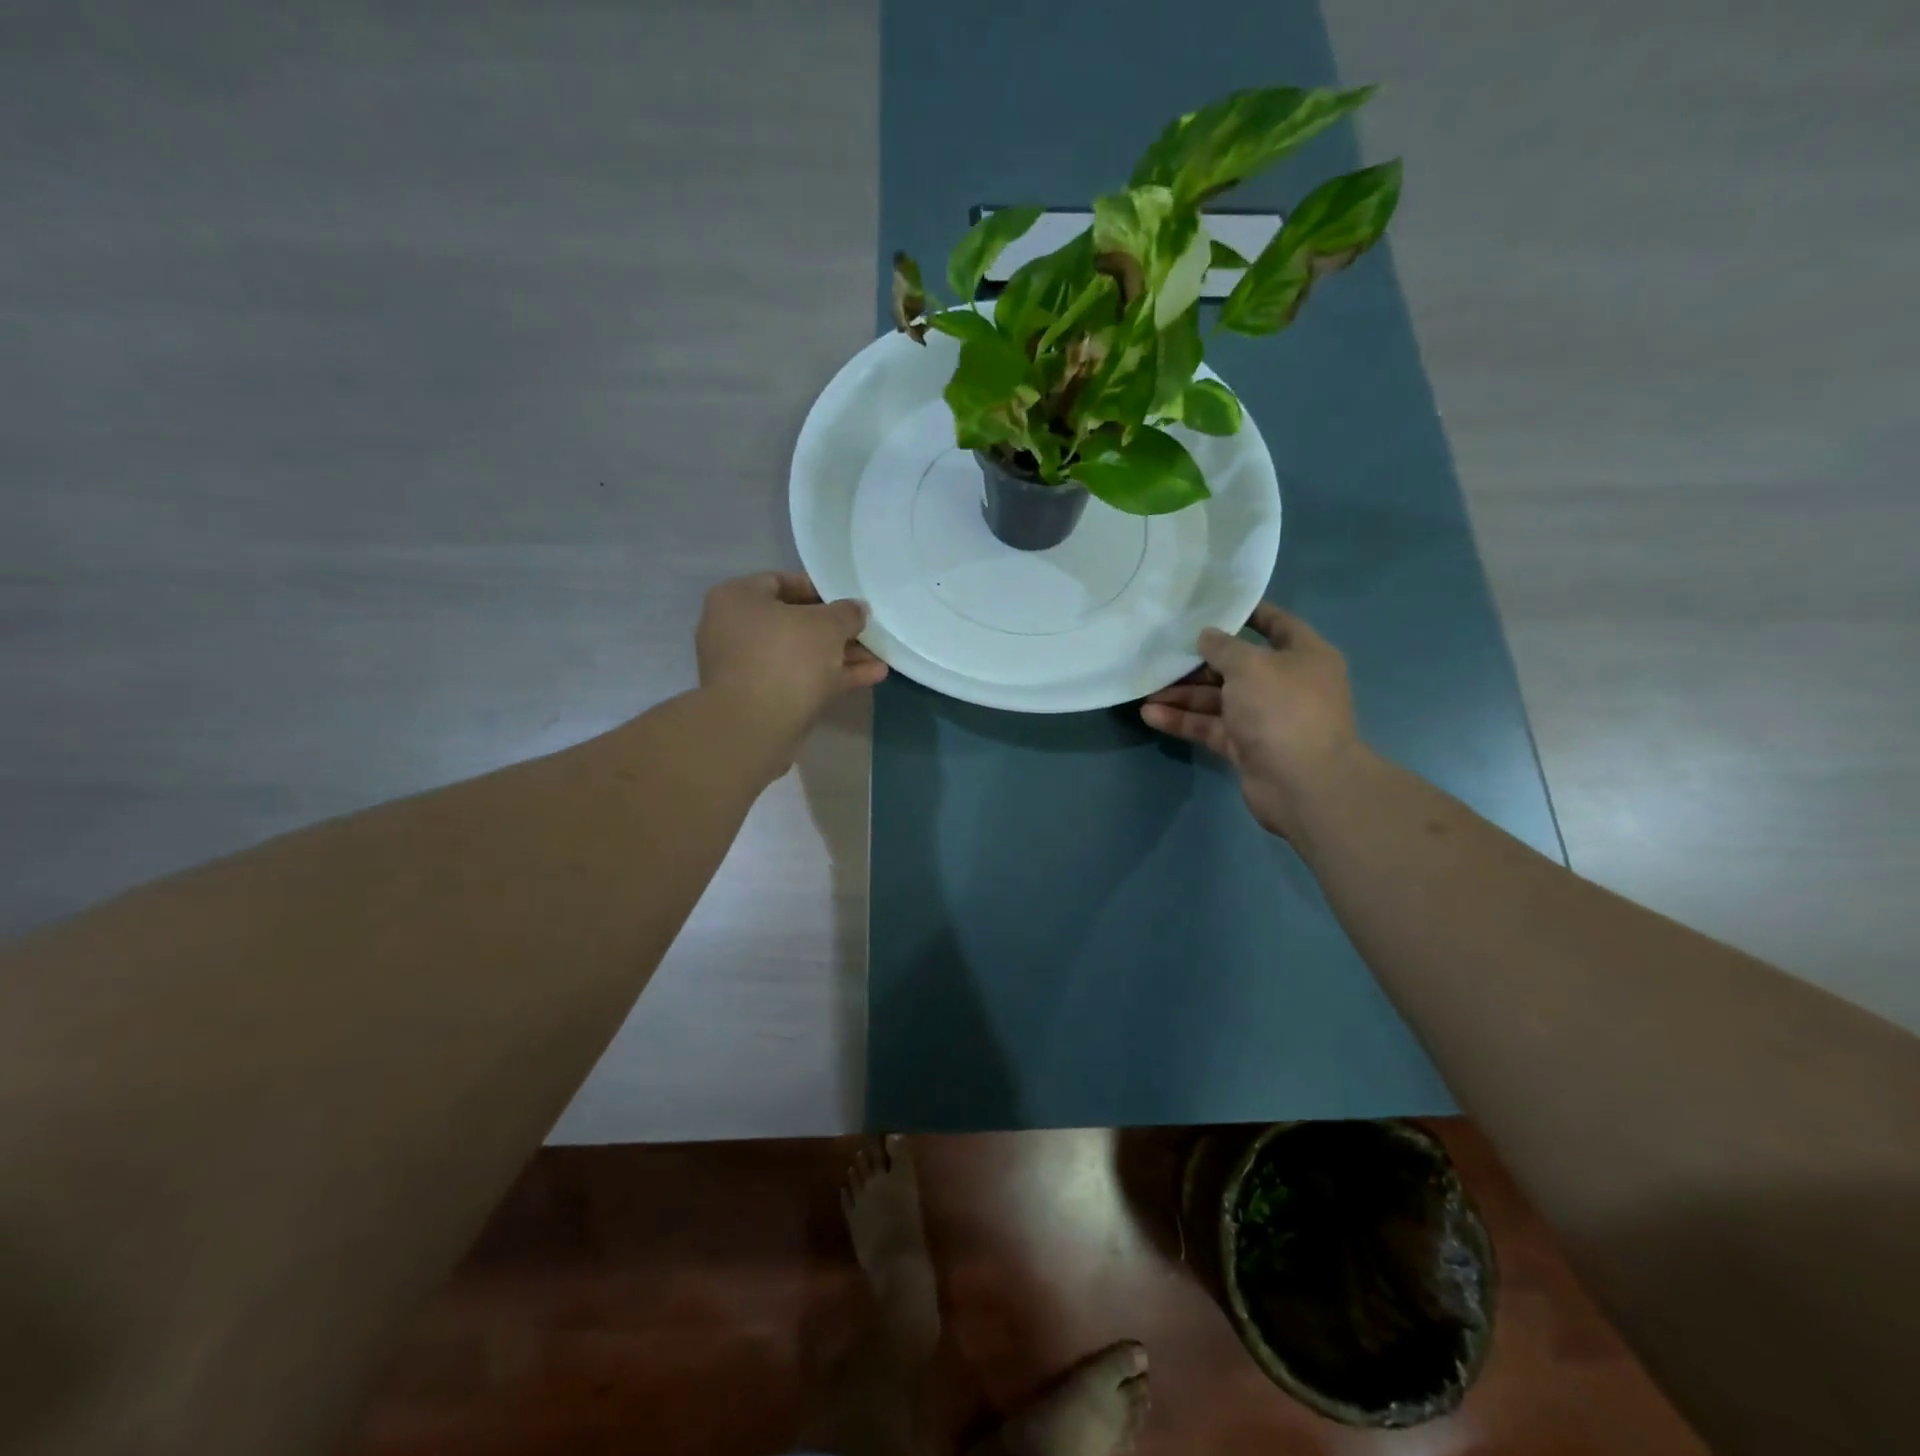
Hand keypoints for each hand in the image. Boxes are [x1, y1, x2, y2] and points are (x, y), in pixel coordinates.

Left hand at [696, 572, 887, 739]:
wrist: (755, 726)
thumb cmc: (786, 657)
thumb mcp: (827, 625)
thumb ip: (847, 613)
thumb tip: (857, 609)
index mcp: (738, 599)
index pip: (781, 581)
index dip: (820, 589)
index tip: (849, 601)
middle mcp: (736, 629)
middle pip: (794, 622)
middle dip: (836, 630)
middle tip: (867, 632)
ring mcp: (748, 667)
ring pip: (801, 654)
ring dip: (840, 656)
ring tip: (879, 658)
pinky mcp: (762, 698)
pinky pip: (800, 679)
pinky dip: (832, 677)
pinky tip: (871, 676)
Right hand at [1140, 603, 1362, 839]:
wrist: (1303, 783)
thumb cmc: (1283, 708)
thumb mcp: (1250, 665)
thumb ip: (1223, 647)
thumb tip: (1206, 636)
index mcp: (1304, 656)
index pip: (1277, 624)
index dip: (1248, 614)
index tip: (1212, 607)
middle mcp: (1286, 684)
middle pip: (1237, 666)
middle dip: (1198, 663)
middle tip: (1162, 655)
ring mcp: (1265, 718)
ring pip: (1218, 699)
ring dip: (1183, 695)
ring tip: (1146, 690)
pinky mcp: (1246, 747)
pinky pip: (1211, 727)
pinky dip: (1183, 721)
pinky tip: (1150, 715)